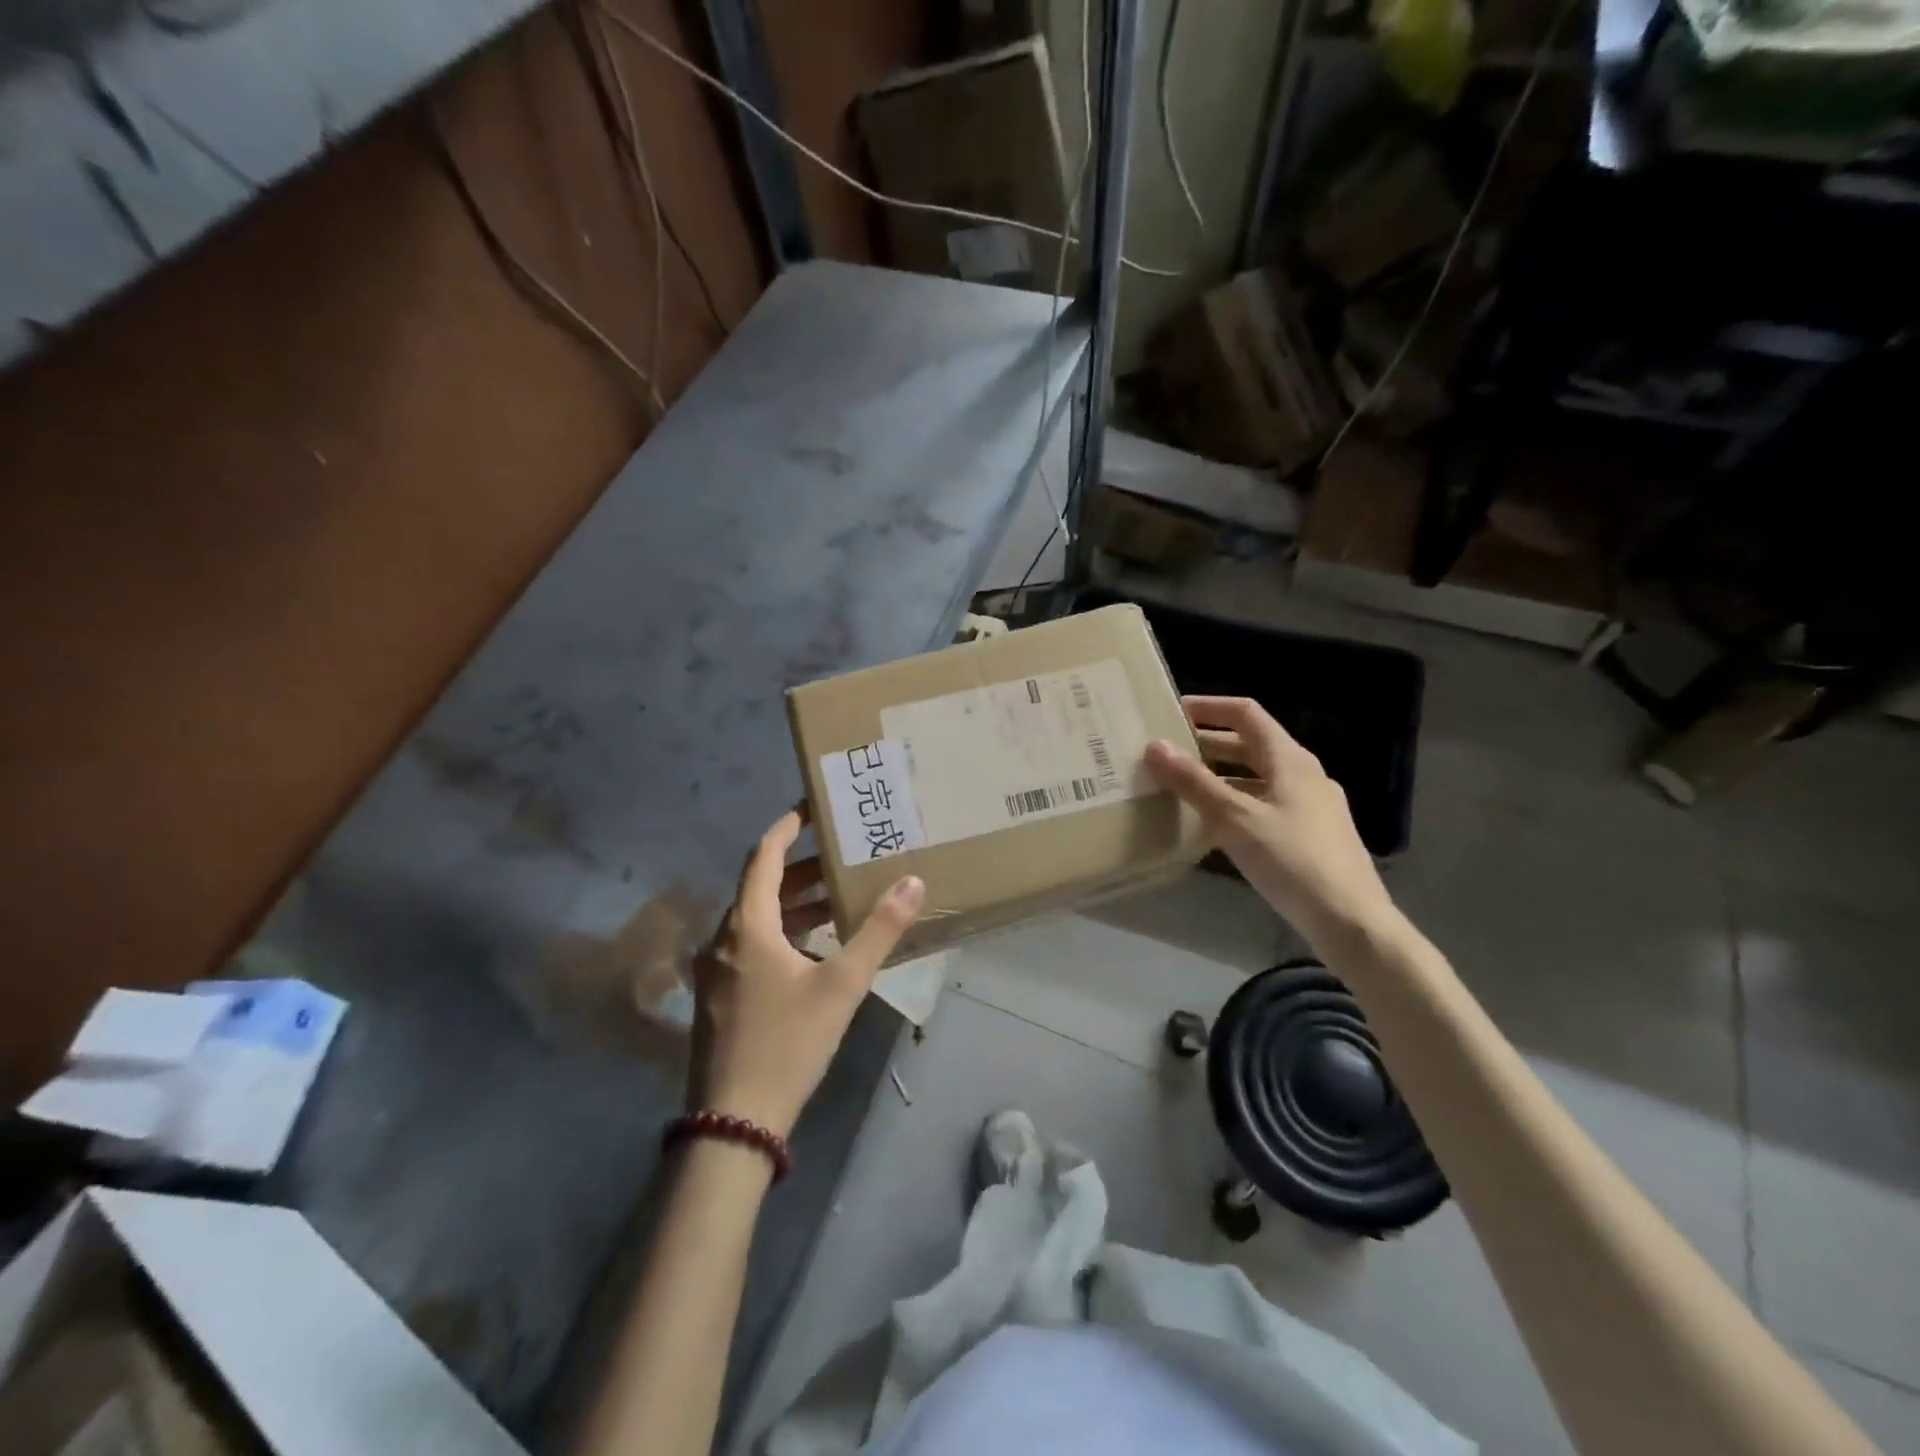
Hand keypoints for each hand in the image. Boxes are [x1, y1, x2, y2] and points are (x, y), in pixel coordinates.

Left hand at [689, 810, 924, 1139]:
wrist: (733, 1123)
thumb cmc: (788, 1043)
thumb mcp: (842, 985)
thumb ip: (879, 931)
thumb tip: (912, 881)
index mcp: (748, 925)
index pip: (764, 856)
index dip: (787, 827)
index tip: (812, 808)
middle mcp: (723, 939)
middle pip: (761, 886)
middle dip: (801, 868)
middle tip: (841, 856)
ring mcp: (715, 970)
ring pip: (756, 919)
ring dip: (793, 904)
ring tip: (836, 899)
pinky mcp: (718, 997)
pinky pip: (751, 946)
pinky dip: (781, 933)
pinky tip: (813, 951)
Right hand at [1145, 696, 1395, 950]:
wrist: (1350, 921)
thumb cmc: (1292, 860)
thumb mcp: (1235, 819)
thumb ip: (1194, 782)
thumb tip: (1154, 746)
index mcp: (1290, 760)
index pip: (1246, 714)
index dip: (1209, 707)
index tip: (1171, 712)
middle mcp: (1303, 775)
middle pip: (1250, 745)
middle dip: (1207, 744)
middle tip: (1166, 751)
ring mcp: (1310, 806)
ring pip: (1256, 778)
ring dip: (1219, 776)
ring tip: (1179, 786)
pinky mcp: (1309, 836)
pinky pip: (1264, 805)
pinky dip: (1234, 803)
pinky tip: (1212, 825)